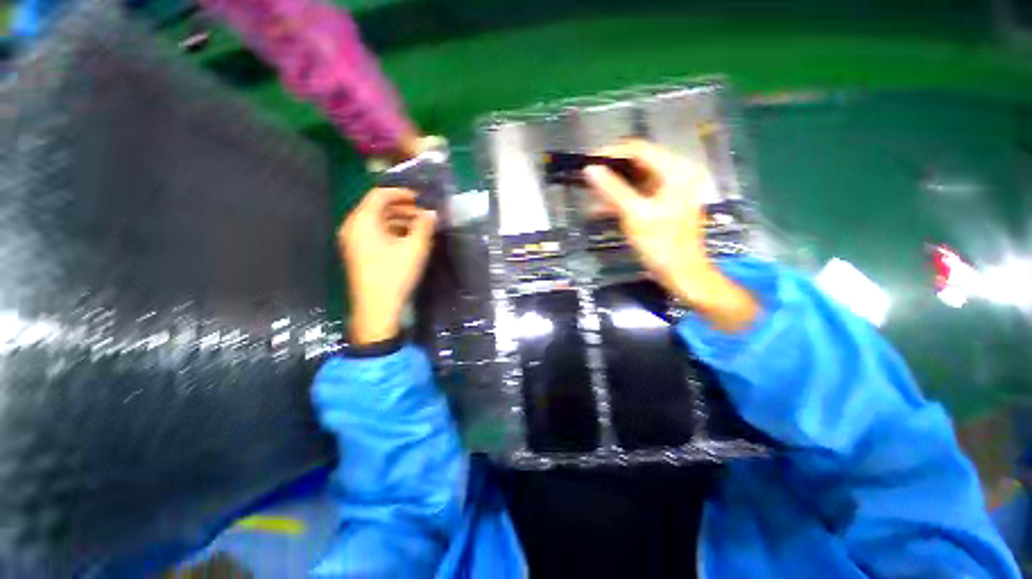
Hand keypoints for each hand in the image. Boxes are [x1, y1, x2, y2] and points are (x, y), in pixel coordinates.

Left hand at [338, 188, 436, 344]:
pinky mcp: (357, 254)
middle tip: (423, 215)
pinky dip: (391, 232)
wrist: (377, 308)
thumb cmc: (395, 274)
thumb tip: (432, 213)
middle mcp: (353, 227)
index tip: (420, 199)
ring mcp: (352, 242)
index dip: (401, 193)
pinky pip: (373, 234)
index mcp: (363, 221)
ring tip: (419, 228)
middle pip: (376, 208)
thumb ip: (424, 226)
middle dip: (402, 208)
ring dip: (398, 221)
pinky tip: (407, 241)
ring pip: (376, 222)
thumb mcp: (415, 248)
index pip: (379, 195)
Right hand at [584, 140, 758, 331]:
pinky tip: (600, 209)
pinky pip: (639, 195)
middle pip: (638, 163)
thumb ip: (612, 189)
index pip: (639, 150)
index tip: (588, 160)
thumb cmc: (661, 244)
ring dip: (613, 187)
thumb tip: (589, 168)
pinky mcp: (663, 205)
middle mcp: (676, 174)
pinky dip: (621, 201)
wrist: (681, 274)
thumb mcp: (634, 214)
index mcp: (675, 171)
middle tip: (587, 176)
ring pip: (636, 180)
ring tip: (589, 193)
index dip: (612, 153)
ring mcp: (670, 190)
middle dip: (611, 171)